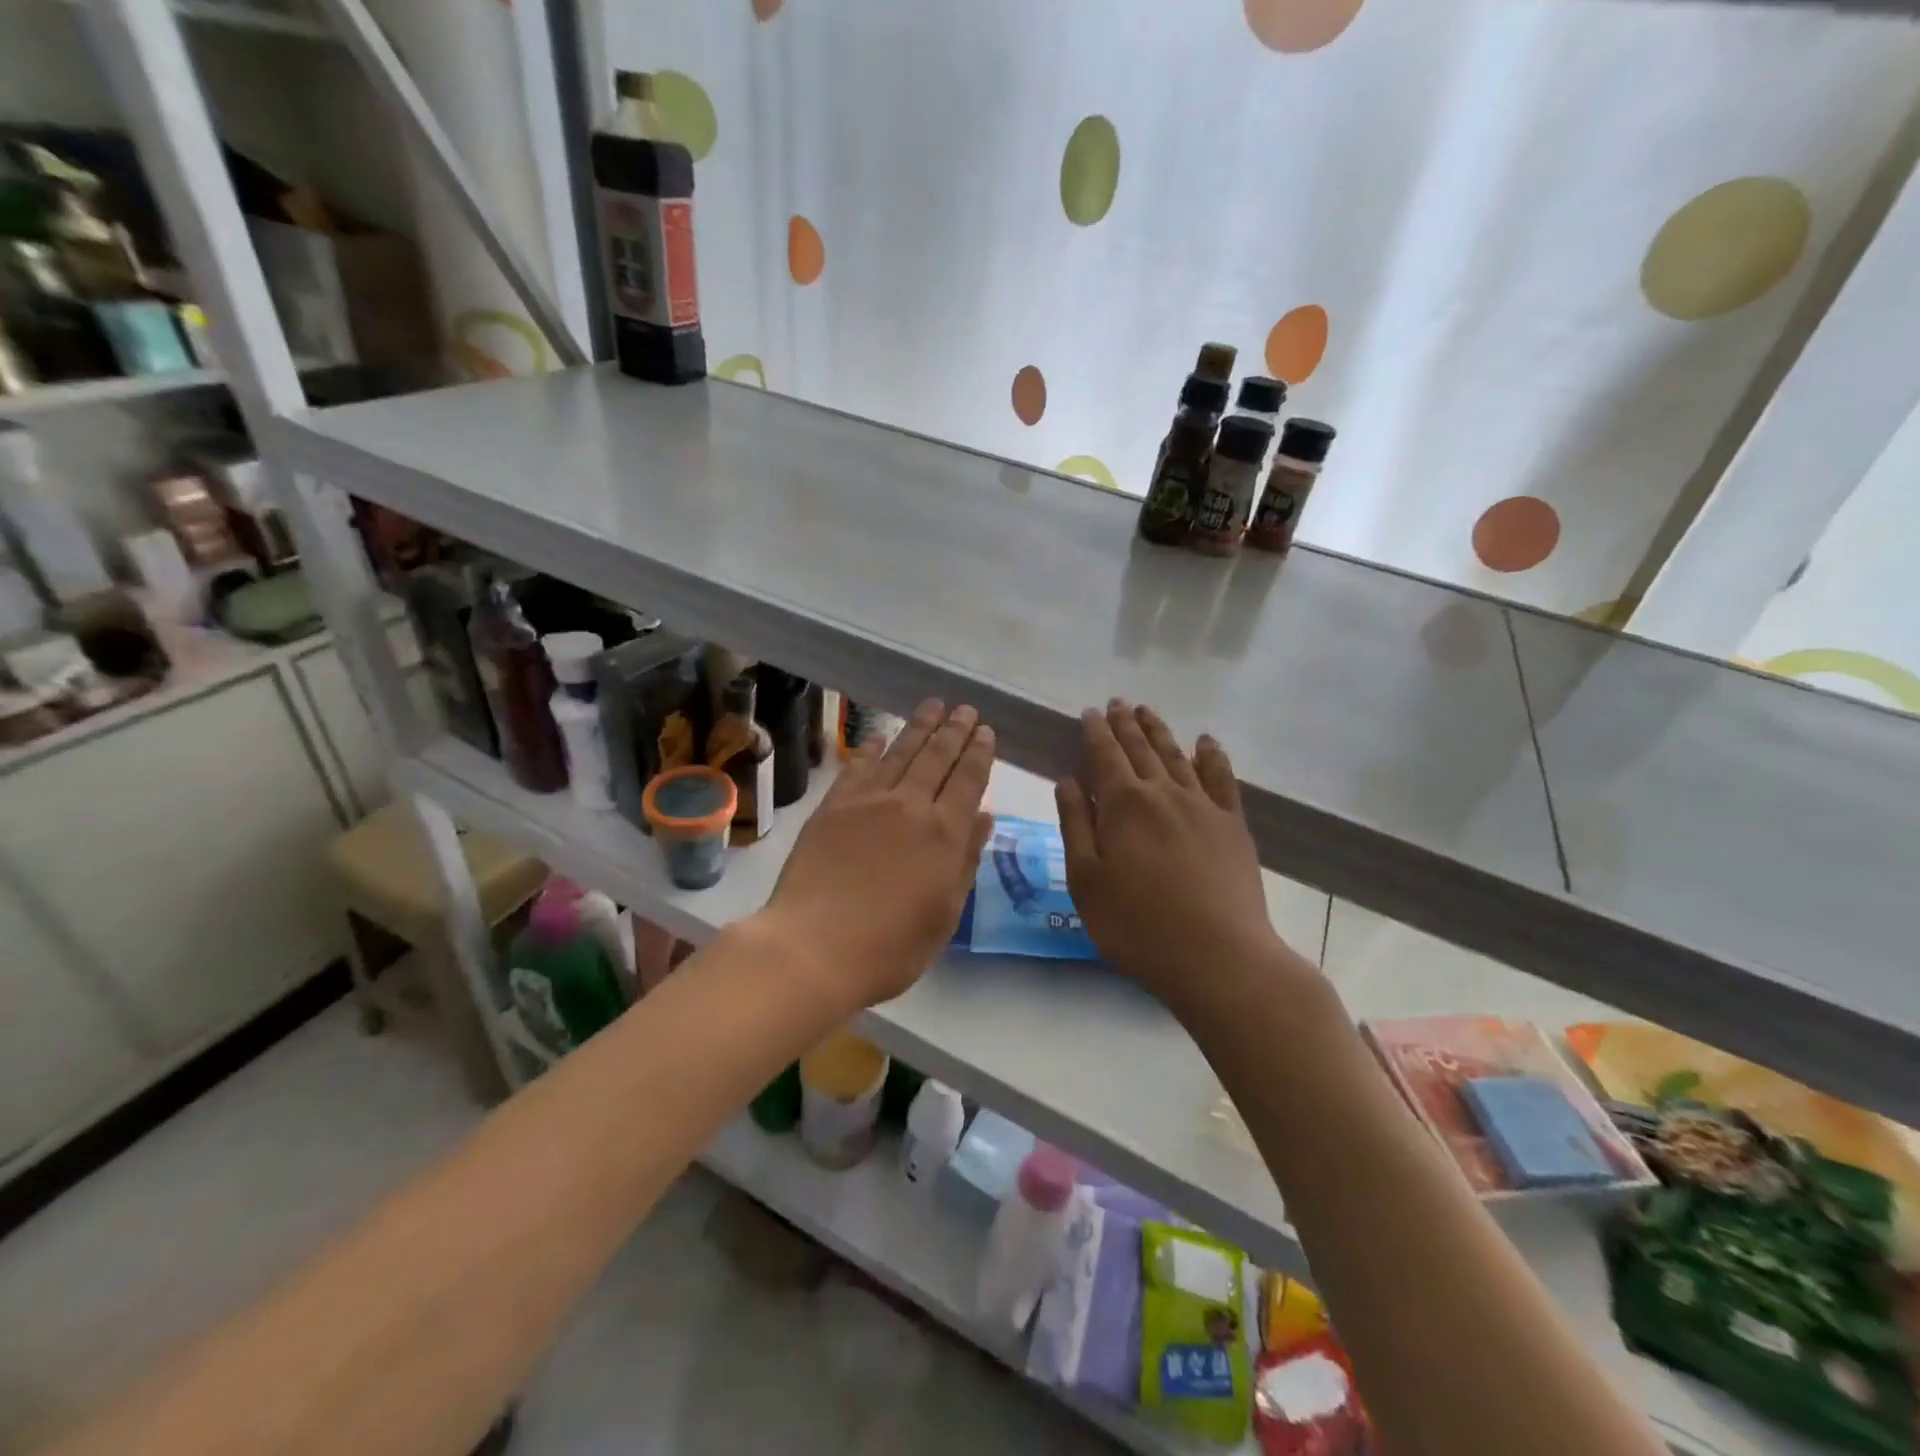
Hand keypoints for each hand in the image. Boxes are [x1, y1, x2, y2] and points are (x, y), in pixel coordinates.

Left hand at [758, 700, 994, 1010]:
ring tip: (934, 705)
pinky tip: (879, 735)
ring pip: (900, 753)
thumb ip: (966, 860)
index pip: (968, 780)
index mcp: (944, 834)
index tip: (986, 731)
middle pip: (937, 757)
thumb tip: (983, 816)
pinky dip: (871, 747)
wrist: (813, 947)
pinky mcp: (832, 807)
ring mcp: (867, 802)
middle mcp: (909, 806)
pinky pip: (857, 767)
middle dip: (954, 730)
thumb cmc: (890, 946)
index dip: (979, 753)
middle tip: (966, 709)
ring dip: (919, 727)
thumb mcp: (944, 914)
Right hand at [1056, 700, 1290, 1013]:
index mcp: (1123, 805)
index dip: (1096, 732)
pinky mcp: (1232, 825)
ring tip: (1147, 711)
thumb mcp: (1086, 881)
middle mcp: (1163, 793)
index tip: (1090, 712)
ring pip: (1177, 756)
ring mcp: (1203, 806)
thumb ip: (1075, 825)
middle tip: (1117, 703)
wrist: (1218, 957)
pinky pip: (1221, 778)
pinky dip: (1212, 756)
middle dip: (1125, 724)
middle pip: (1141, 749)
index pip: (1105, 755)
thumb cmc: (1137, 926)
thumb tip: (1068, 781)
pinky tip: (1206, 742)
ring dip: (1160, 731)